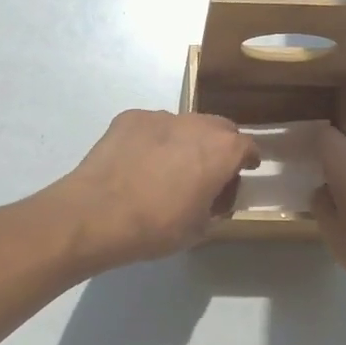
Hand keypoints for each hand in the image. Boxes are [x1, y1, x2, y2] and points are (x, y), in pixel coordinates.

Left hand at [53, 110, 258, 269]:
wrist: (97, 214)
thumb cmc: (156, 227)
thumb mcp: (199, 228)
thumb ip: (216, 206)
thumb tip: (214, 197)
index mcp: (221, 150)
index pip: (247, 146)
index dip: (247, 159)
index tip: (244, 170)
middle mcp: (196, 124)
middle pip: (219, 128)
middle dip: (220, 145)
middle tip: (208, 170)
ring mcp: (160, 116)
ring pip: (184, 124)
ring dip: (185, 141)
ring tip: (167, 167)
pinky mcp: (130, 118)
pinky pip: (152, 126)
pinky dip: (153, 140)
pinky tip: (138, 162)